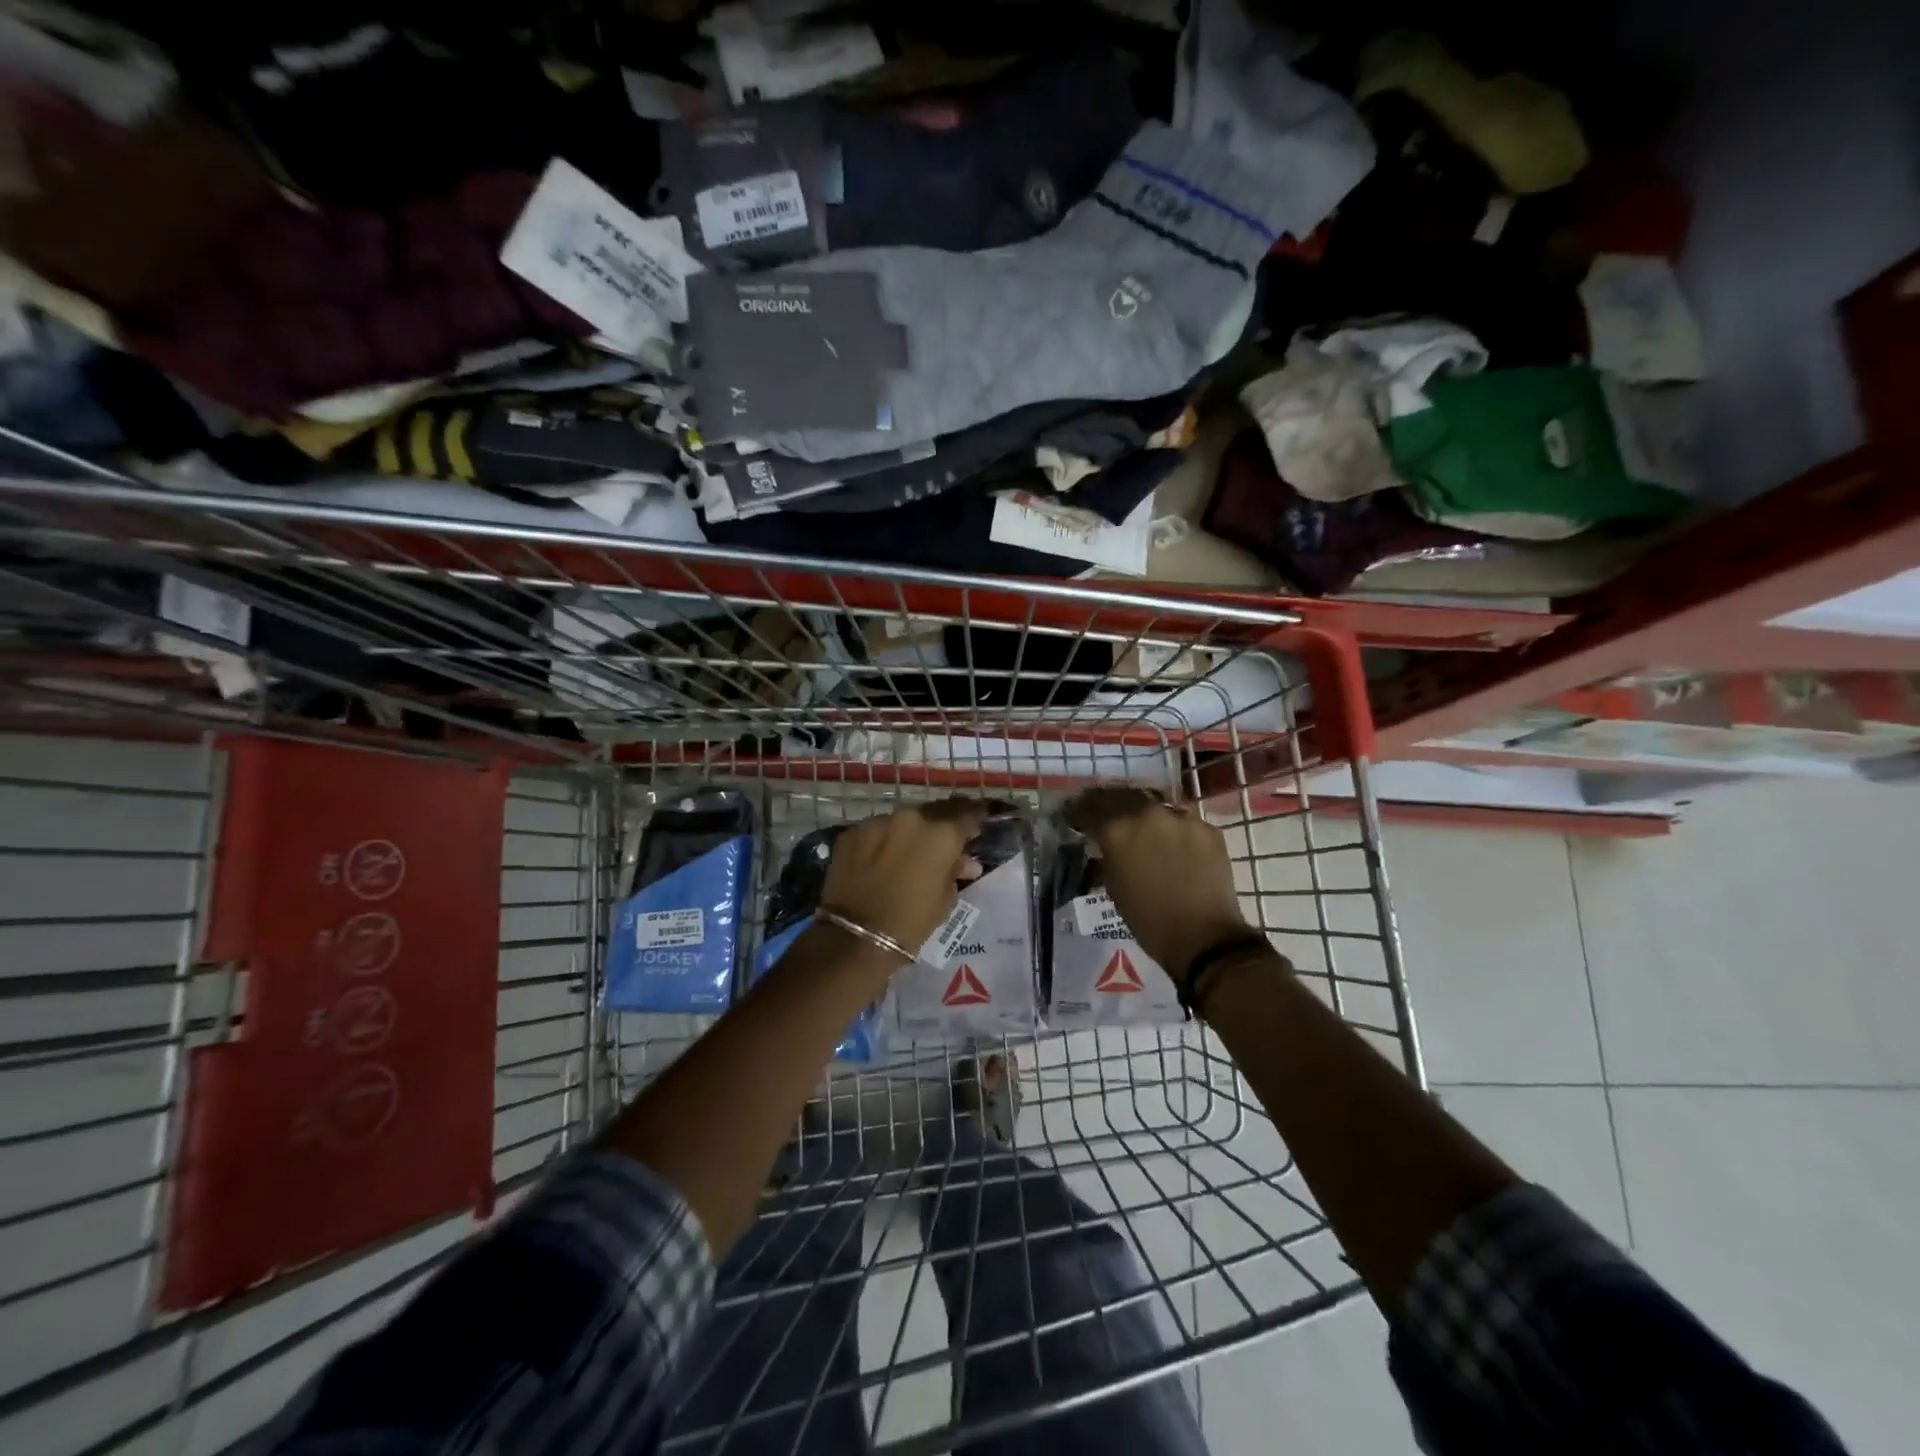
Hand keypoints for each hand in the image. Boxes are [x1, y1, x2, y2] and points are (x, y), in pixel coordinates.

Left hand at [820, 799, 988, 956]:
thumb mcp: (946, 899)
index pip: (967, 812)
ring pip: (903, 821)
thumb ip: (956, 871)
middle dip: (943, 823)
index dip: (977, 815)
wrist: (855, 937)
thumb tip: (966, 861)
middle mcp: (912, 818)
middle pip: (934, 812)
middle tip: (946, 838)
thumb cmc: (911, 922)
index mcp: (941, 833)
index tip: (981, 819)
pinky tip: (881, 860)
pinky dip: (883, 842)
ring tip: (911, 852)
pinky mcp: (852, 833)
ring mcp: (878, 822)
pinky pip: (876, 832)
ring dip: (911, 833)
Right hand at [1067, 788, 1253, 983]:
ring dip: (1144, 812)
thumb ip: (1107, 855)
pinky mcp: (1207, 828)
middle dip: (1110, 804)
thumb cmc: (1148, 919)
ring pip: (1155, 804)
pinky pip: (1183, 820)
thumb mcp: (1113, 885)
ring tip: (1141, 825)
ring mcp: (1180, 818)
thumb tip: (1104, 844)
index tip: (1077, 817)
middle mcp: (1146, 814)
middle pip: (1122, 796)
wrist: (1203, 936)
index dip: (1080, 813)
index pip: (1090, 808)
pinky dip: (1173, 828)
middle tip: (1105, 813)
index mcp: (1117, 830)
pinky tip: (1173, 843)